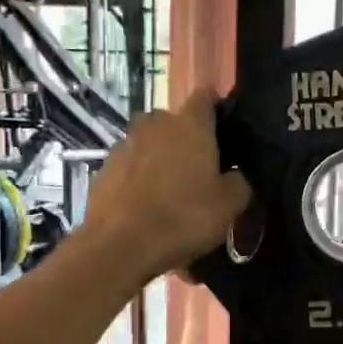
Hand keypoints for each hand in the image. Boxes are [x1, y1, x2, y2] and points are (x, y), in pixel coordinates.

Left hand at [81, 89, 250, 282]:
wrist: (120, 246)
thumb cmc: (184, 217)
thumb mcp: (229, 205)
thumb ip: (239, 182)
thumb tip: (236, 175)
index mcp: (190, 125)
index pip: (206, 97)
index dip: (216, 107)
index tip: (224, 125)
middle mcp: (155, 125)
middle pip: (173, 120)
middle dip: (185, 136)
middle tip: (197, 166)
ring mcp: (124, 145)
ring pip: (148, 143)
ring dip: (158, 158)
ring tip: (169, 189)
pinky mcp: (103, 170)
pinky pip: (129, 168)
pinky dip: (138, 179)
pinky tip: (145, 206)